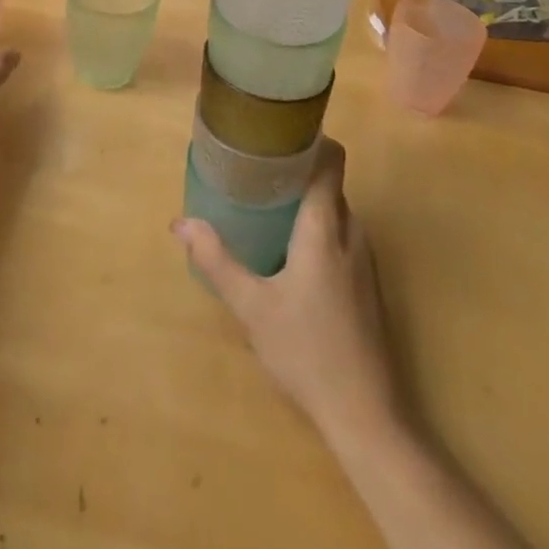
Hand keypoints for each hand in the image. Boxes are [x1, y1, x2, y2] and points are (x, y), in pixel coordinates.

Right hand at [173, 139, 403, 449]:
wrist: (367, 413)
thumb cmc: (306, 351)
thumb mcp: (252, 306)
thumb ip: (217, 260)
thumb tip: (181, 223)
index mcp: (325, 226)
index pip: (331, 160)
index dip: (312, 139)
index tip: (280, 135)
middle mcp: (351, 232)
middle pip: (330, 183)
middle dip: (298, 171)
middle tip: (258, 171)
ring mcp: (365, 260)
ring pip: (336, 211)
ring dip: (308, 202)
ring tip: (269, 205)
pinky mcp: (367, 284)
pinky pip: (342, 235)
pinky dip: (319, 228)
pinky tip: (291, 252)